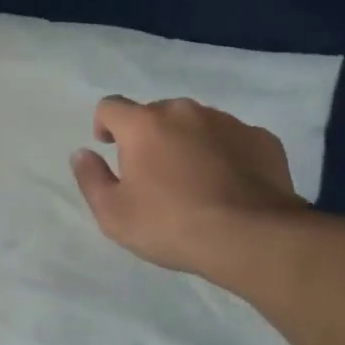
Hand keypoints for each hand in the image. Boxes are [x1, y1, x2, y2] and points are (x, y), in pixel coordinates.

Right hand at [71, 96, 307, 278]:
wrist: (253, 237)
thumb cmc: (172, 225)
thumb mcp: (114, 214)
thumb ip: (90, 178)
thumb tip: (82, 153)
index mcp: (144, 124)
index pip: (111, 106)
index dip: (105, 124)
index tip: (109, 147)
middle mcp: (184, 111)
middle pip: (156, 114)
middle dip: (150, 137)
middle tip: (155, 176)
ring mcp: (227, 121)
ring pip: (197, 124)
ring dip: (188, 143)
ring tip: (195, 182)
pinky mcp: (262, 138)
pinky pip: (233, 140)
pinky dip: (226, 155)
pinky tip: (230, 186)